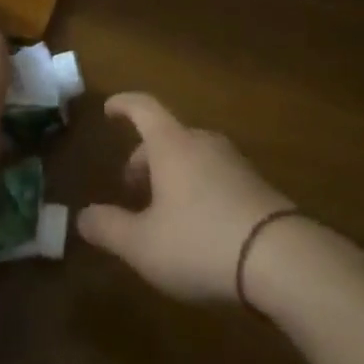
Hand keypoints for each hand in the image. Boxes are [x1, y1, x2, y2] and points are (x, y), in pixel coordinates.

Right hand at [76, 92, 294, 301]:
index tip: (109, 109)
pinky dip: (198, 187)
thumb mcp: (143, 245)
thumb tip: (81, 217)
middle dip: (145, 156)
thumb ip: (108, 228)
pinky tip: (198, 225)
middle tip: (131, 186)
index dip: (124, 105)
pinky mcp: (257, 187)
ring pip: (193, 156)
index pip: (143, 108)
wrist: (282, 259)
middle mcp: (203, 143)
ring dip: (172, 174)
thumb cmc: (200, 242)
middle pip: (168, 136)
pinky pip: (216, 175)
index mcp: (172, 145)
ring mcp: (234, 163)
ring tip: (162, 210)